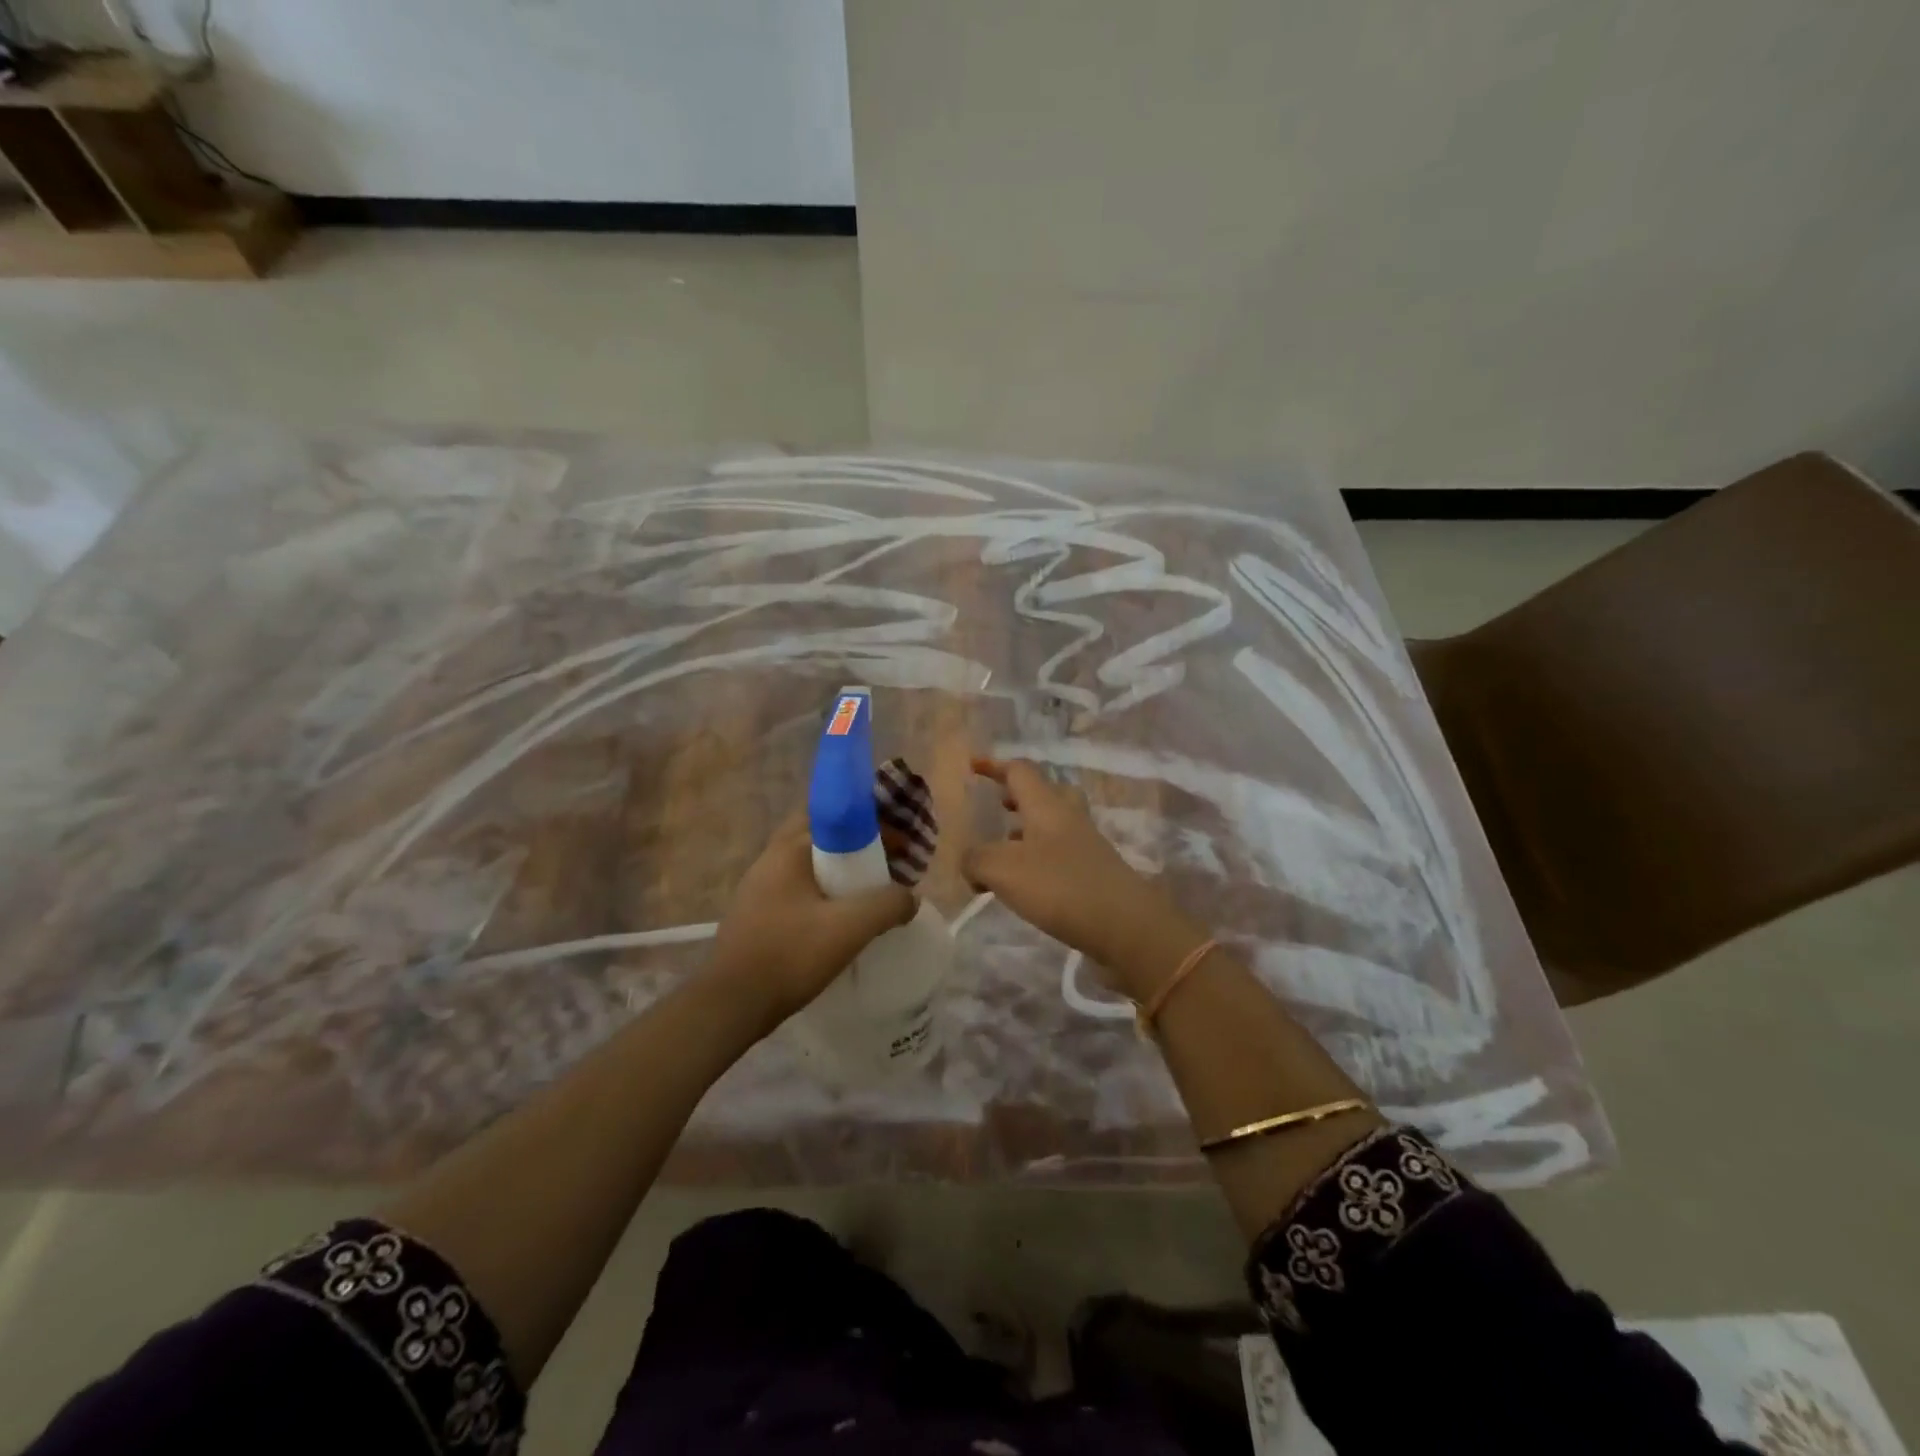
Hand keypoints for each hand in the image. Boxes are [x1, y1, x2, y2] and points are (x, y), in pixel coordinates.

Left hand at [708, 814, 916, 1027]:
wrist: (731, 1006)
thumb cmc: (789, 955)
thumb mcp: (850, 928)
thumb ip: (888, 904)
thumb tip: (909, 897)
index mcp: (788, 849)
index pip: (830, 811)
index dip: (868, 820)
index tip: (897, 841)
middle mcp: (770, 859)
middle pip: (822, 837)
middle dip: (857, 845)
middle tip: (889, 865)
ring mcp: (759, 888)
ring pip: (810, 865)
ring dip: (842, 872)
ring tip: (871, 894)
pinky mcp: (757, 915)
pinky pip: (799, 890)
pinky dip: (825, 894)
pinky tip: (841, 921)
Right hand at [962, 758, 1203, 995]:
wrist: (1126, 926)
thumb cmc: (1060, 886)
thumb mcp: (1002, 870)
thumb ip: (976, 859)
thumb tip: (969, 862)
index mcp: (1046, 805)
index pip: (1019, 771)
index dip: (994, 765)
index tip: (972, 766)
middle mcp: (1068, 818)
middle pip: (1045, 792)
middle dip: (1019, 796)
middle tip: (998, 806)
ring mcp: (1086, 846)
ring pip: (1053, 825)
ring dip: (1027, 830)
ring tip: (1002, 850)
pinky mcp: (1094, 873)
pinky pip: (1060, 854)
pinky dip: (1038, 859)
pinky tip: (1025, 884)